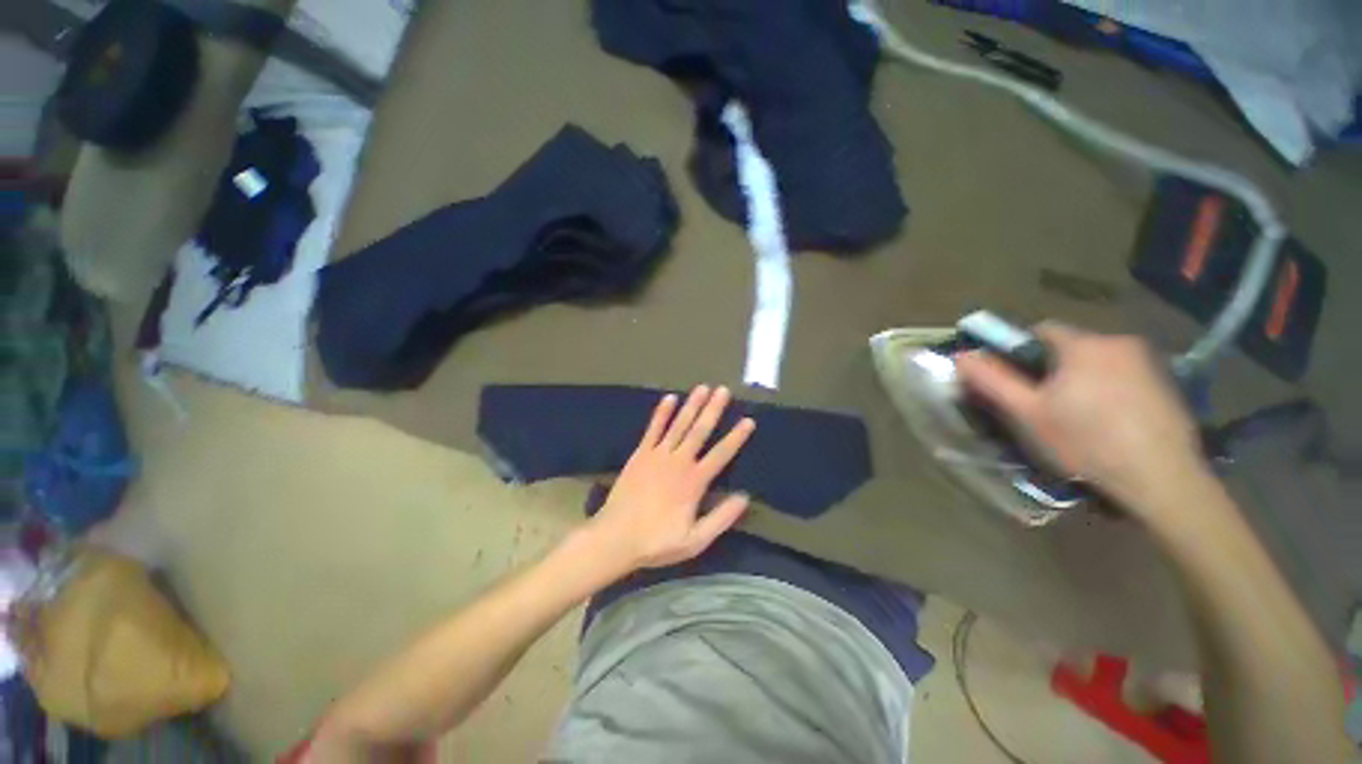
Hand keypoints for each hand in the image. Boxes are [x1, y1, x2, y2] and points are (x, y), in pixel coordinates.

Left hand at [585, 385, 755, 572]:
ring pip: (678, 425)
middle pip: (699, 431)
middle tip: (723, 390)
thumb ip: (721, 518)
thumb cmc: (657, 541)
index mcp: (694, 482)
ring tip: (702, 387)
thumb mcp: (695, 540)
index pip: (721, 455)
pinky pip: (653, 429)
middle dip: (713, 409)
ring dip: (691, 405)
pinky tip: (669, 398)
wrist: (615, 537)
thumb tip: (745, 497)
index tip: (748, 421)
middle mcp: (678, 462)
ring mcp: (658, 455)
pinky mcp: (641, 454)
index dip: (736, 437)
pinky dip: (661, 413)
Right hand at [955, 323, 1209, 520]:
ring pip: (1098, 361)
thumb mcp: (1028, 413)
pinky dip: (1109, 388)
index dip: (1021, 352)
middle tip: (1046, 405)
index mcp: (1083, 345)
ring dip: (1082, 378)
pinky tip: (1111, 421)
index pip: (1040, 330)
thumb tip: (961, 355)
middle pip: (1070, 346)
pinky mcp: (1167, 382)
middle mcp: (1119, 341)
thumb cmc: (1087, 442)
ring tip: (1079, 416)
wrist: (1162, 479)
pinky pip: (1123, 374)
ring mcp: (1149, 361)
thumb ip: (992, 380)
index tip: (1019, 382)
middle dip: (1052, 368)